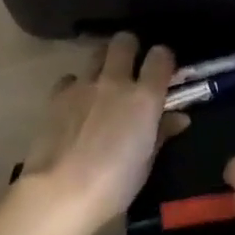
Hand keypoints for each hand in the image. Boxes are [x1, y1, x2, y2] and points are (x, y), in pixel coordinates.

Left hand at [21, 33, 187, 231]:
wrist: (60, 192)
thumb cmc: (113, 185)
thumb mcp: (146, 163)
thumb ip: (161, 133)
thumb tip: (178, 118)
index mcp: (144, 97)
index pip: (161, 56)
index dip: (164, 59)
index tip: (163, 70)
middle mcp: (115, 81)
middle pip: (124, 42)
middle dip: (130, 47)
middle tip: (131, 65)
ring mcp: (83, 85)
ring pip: (96, 53)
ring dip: (103, 61)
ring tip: (104, 81)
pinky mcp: (56, 95)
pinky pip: (70, 78)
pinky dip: (75, 85)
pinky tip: (76, 103)